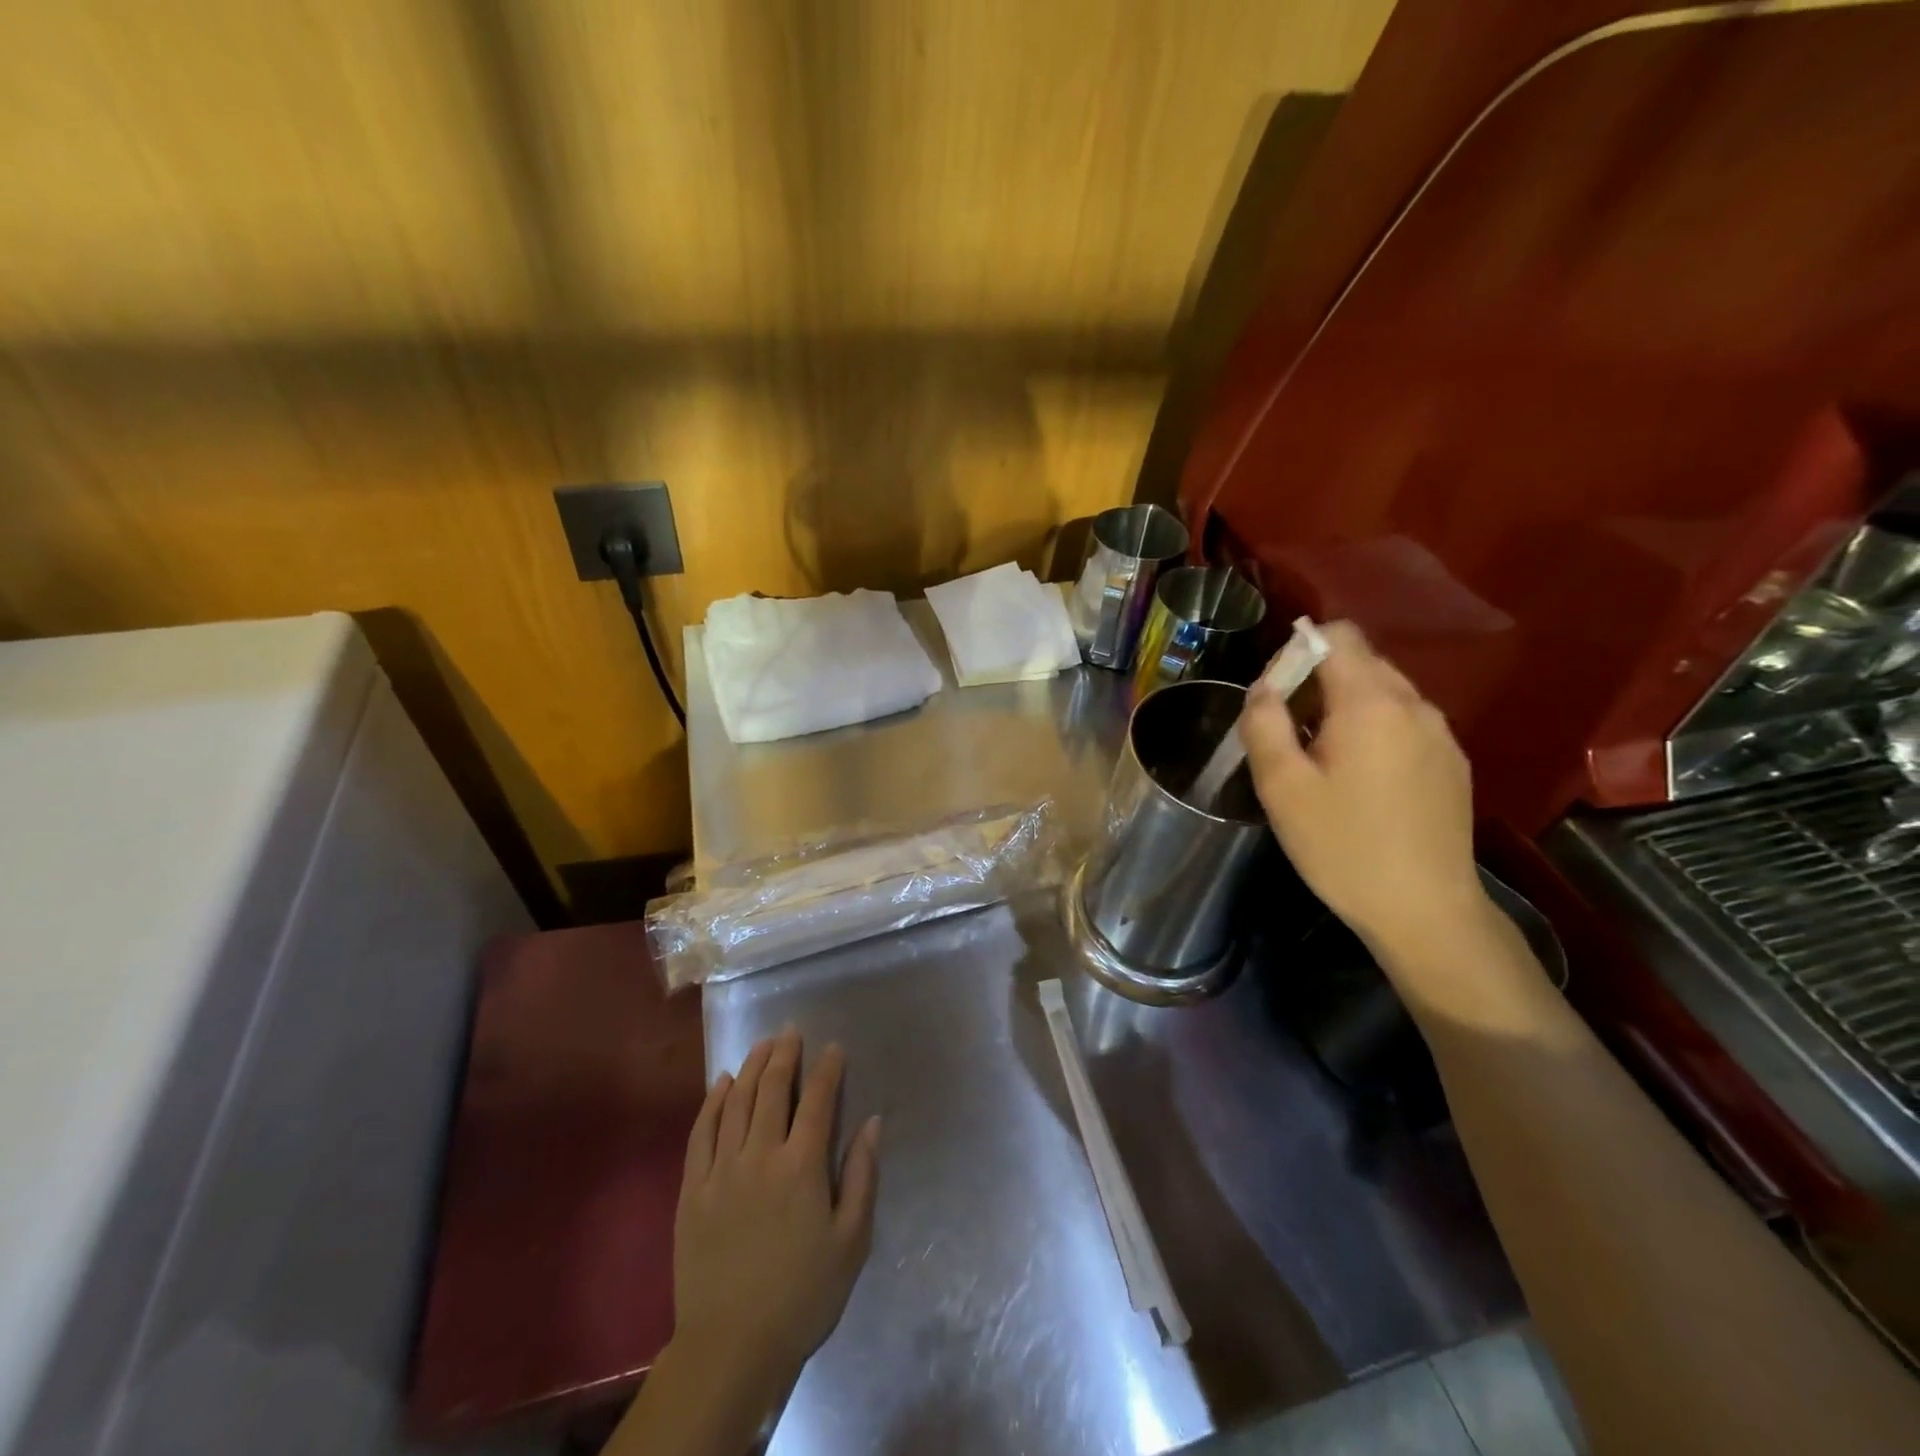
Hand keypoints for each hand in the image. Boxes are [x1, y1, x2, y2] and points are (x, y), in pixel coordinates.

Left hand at [671, 1029, 879, 1412]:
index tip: (833, 1048)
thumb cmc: (803, 1295)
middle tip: (791, 1031)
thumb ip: (862, 1176)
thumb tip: (872, 1122)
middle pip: (773, 1089)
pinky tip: (721, 1083)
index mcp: (802, 1167)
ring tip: (762, 1045)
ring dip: (751, 1067)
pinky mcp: (692, 1189)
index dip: (828, 1069)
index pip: (819, 1101)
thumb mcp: (851, 1241)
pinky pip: (701, 1132)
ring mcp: (721, 1169)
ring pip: (736, 1101)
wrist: (732, 1347)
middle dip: (785, 1054)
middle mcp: (760, 1155)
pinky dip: (713, 1101)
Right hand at [1241, 621, 1487, 957]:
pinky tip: (1360, 781)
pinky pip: (1405, 723)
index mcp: (1371, 703)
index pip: (1338, 636)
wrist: (1424, 910)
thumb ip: (1264, 724)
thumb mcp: (1281, 787)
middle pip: (1361, 661)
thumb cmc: (1342, 845)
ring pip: (1385, 693)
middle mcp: (1414, 705)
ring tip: (1321, 760)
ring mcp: (1440, 734)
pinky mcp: (1452, 763)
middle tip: (1289, 734)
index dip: (1298, 650)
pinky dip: (1374, 730)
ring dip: (1346, 707)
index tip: (1275, 695)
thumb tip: (1263, 689)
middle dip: (1318, 681)